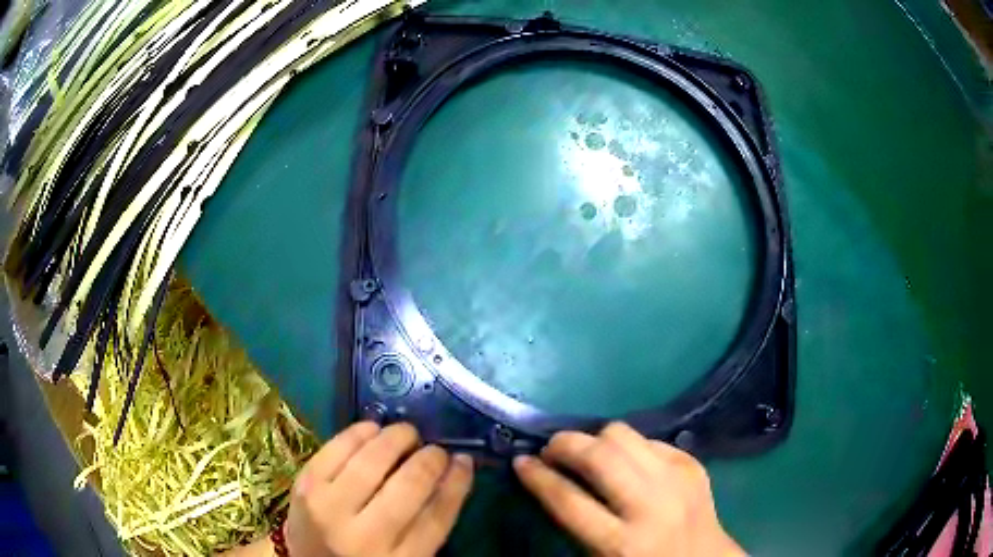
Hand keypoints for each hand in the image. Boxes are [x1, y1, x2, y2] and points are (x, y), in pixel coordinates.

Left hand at [284, 422, 473, 556]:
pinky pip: (336, 448)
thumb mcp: (403, 556)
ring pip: (371, 461)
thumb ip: (427, 524)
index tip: (464, 460)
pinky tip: (373, 429)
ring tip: (408, 434)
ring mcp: (329, 509)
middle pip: (407, 486)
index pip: (437, 517)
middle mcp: (363, 537)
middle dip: (429, 458)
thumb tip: (452, 472)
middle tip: (436, 449)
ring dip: (396, 438)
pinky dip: (360, 433)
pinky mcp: (305, 486)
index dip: (456, 483)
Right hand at [514, 422, 743, 556]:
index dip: (537, 477)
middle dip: (564, 444)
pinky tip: (625, 462)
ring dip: (595, 438)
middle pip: (599, 456)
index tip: (520, 461)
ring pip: (624, 435)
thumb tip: (549, 482)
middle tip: (551, 451)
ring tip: (586, 452)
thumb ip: (575, 526)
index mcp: (622, 543)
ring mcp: (677, 479)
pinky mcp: (693, 465)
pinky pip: (650, 439)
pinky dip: (630, 446)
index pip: (568, 501)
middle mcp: (651, 506)